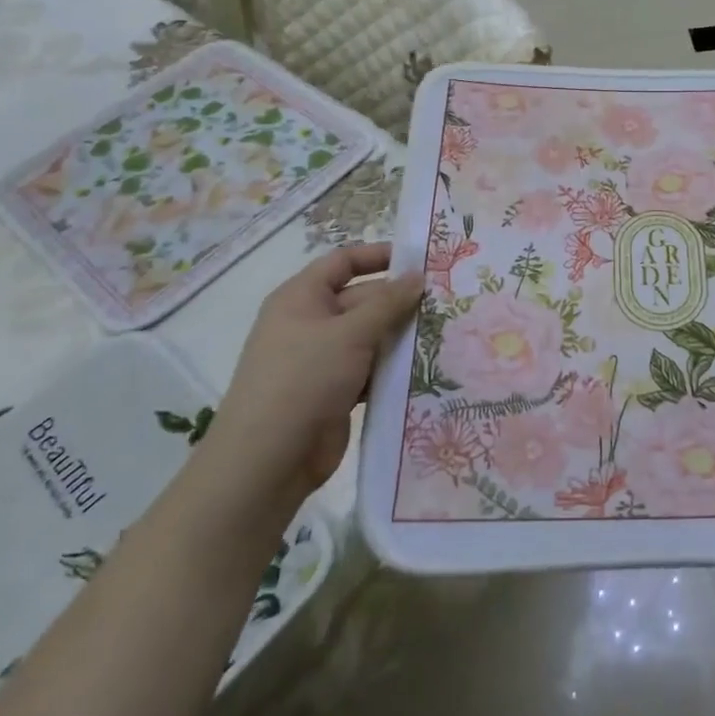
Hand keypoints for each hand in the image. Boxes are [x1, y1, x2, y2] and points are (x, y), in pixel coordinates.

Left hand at [201, 244, 422, 511]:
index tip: (420, 260)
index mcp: (301, 297)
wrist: (268, 460)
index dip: (379, 256)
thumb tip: (418, 276)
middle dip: (400, 302)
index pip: (343, 262)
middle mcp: (310, 322)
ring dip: (400, 337)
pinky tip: (425, 367)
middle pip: (362, 299)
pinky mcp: (333, 391)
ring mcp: (321, 359)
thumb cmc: (305, 379)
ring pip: (370, 337)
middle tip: (446, 302)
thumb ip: (388, 303)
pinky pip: (369, 369)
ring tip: (445, 332)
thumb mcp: (351, 333)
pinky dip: (392, 368)